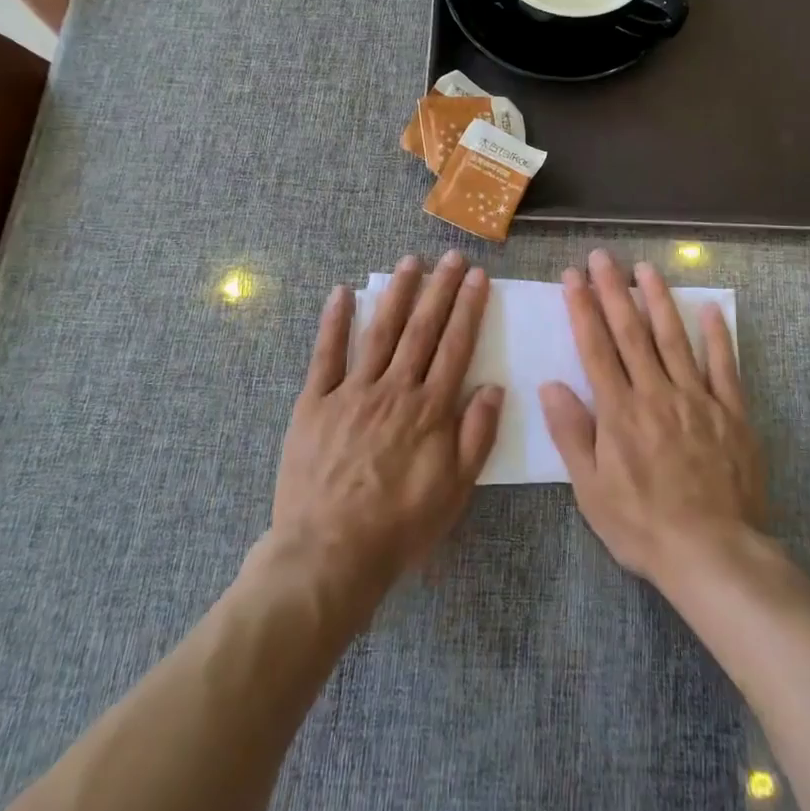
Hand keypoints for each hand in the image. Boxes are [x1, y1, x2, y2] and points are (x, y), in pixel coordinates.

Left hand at [271, 252, 503, 592]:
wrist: (329, 554)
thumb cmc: (399, 526)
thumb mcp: (454, 490)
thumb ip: (476, 436)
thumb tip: (494, 387)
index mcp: (430, 410)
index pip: (455, 346)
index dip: (468, 309)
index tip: (478, 277)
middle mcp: (394, 390)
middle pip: (422, 329)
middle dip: (440, 289)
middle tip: (452, 256)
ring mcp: (352, 392)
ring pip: (380, 332)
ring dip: (397, 294)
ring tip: (410, 262)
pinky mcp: (315, 403)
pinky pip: (325, 355)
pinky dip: (333, 322)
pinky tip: (341, 293)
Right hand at [541, 249, 764, 588]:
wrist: (713, 553)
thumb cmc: (643, 526)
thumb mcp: (591, 490)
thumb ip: (572, 434)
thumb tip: (549, 385)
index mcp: (619, 411)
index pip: (596, 347)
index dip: (583, 308)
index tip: (573, 276)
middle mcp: (656, 393)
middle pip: (631, 332)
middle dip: (614, 290)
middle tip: (602, 257)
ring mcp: (697, 398)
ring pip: (674, 338)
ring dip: (659, 299)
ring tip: (646, 268)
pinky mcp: (731, 412)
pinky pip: (724, 366)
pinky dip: (717, 336)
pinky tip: (710, 309)